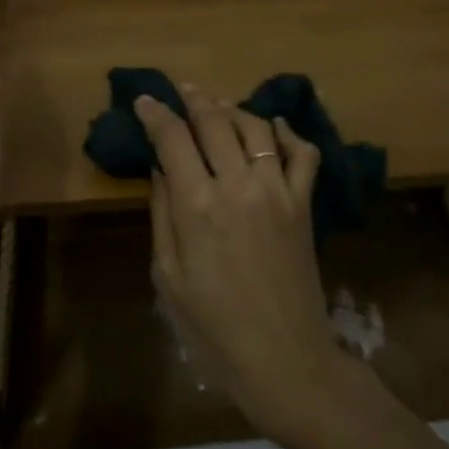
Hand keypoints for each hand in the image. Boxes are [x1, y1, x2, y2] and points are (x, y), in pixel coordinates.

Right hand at [136, 86, 348, 440]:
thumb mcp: (169, 276)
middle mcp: (238, 184)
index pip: (173, 139)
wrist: (284, 357)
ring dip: (233, 109)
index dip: (155, 113)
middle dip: (194, 99)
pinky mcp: (304, 202)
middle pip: (214, 121)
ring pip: (255, 127)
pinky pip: (303, 153)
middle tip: (182, 91)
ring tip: (218, 106)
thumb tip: (161, 168)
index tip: (144, 99)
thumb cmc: (213, 327)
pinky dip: (288, 133)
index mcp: (197, 205)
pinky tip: (274, 127)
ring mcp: (277, 190)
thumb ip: (163, 214)